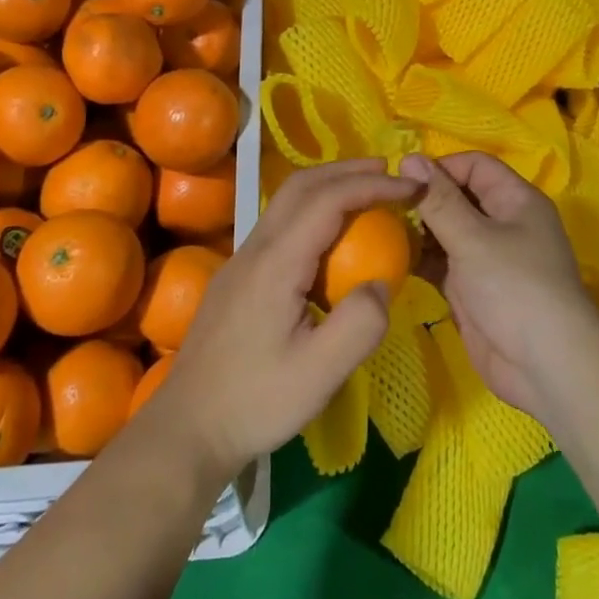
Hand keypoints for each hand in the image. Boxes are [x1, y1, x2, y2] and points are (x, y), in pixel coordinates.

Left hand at [153, 159, 415, 479]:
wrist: (187, 428)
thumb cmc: (255, 402)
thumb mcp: (320, 374)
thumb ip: (360, 325)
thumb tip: (382, 284)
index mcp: (276, 263)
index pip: (327, 200)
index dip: (372, 185)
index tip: (411, 186)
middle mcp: (255, 248)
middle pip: (301, 186)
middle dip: (348, 170)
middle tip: (390, 172)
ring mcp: (240, 259)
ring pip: (286, 201)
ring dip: (328, 186)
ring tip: (366, 192)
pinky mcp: (237, 276)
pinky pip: (280, 223)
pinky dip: (313, 209)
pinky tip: (331, 236)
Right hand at [400, 152, 598, 420]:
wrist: (545, 366)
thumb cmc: (514, 288)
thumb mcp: (474, 238)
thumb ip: (438, 200)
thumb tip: (409, 158)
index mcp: (515, 200)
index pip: (474, 165)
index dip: (440, 168)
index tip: (402, 181)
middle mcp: (502, 223)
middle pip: (457, 197)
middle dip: (422, 200)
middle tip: (382, 207)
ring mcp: (486, 258)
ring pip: (445, 231)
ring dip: (416, 231)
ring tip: (377, 232)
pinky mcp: (472, 289)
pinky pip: (441, 263)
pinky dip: (419, 260)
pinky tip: (388, 260)